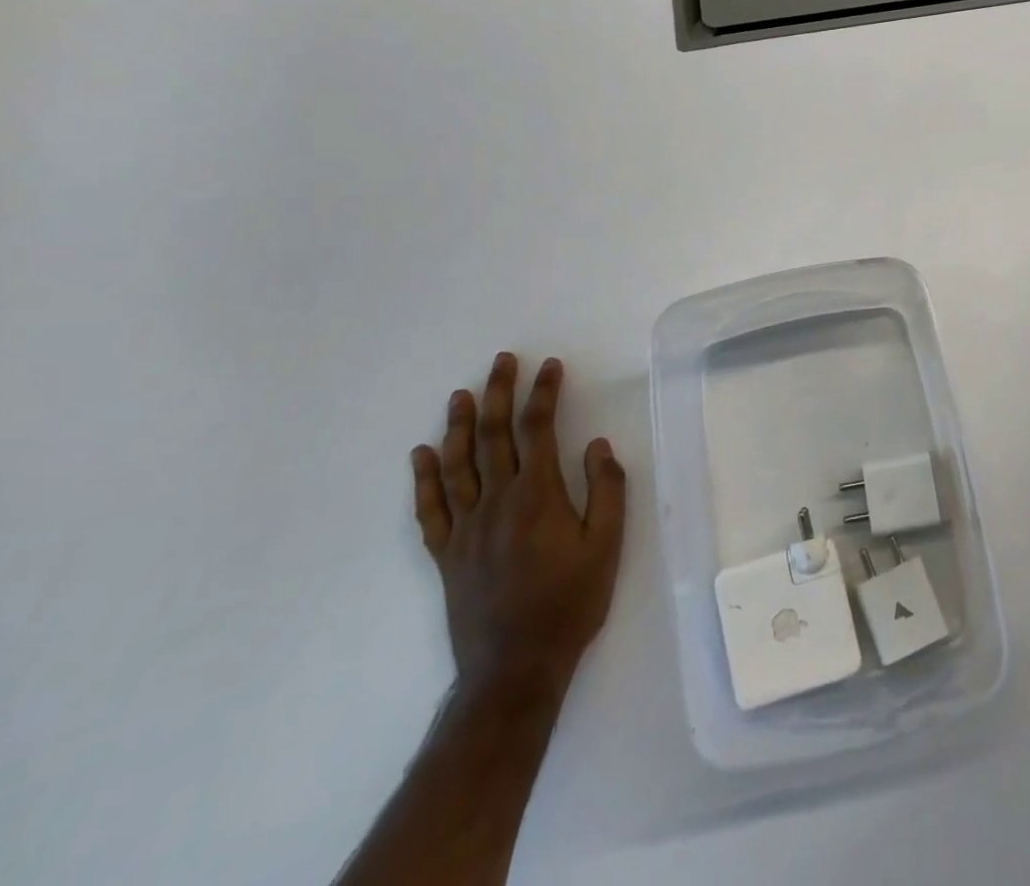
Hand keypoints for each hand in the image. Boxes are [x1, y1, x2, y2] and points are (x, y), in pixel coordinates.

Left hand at [410, 353, 625, 699]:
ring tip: (461, 395)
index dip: (544, 393)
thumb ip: (606, 490)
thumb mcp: (607, 545)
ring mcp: (466, 528)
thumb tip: (596, 445)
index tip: (549, 366)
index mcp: (538, 496)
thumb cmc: (570, 603)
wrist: (515, 668)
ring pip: (457, 465)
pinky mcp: (447, 554)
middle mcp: (497, 502)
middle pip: (495, 436)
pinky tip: (421, 455)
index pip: (538, 429)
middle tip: (502, 361)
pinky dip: (424, 479)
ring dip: (460, 426)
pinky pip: (430, 509)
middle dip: (500, 394)